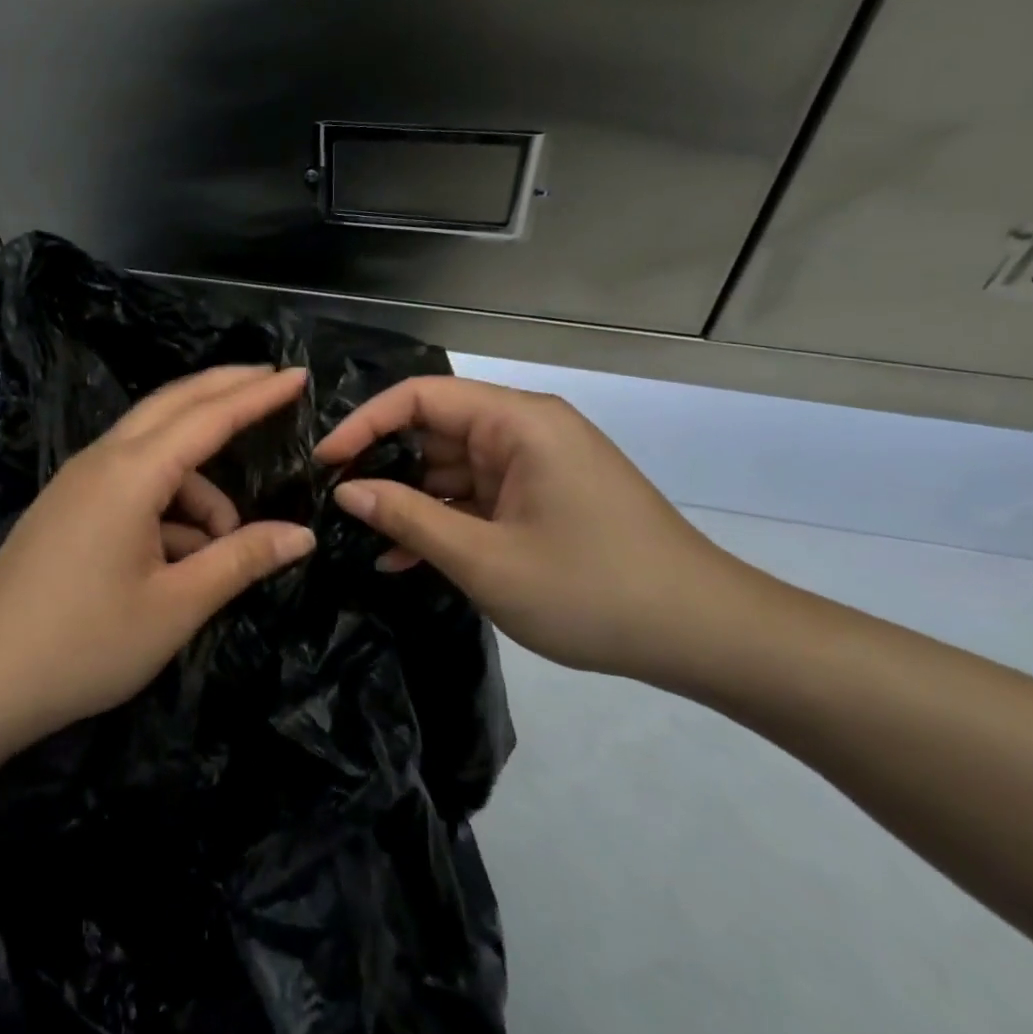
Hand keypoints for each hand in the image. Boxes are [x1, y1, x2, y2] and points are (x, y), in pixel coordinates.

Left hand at [0, 366, 316, 749]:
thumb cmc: (84, 644)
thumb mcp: (175, 606)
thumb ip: (241, 560)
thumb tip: (302, 535)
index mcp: (131, 473)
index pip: (208, 417)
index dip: (257, 395)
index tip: (298, 375)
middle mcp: (103, 459)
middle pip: (175, 404)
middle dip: (227, 391)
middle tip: (275, 385)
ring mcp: (80, 479)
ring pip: (155, 452)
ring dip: (199, 482)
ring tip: (223, 545)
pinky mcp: (69, 504)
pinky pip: (132, 481)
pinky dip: (166, 502)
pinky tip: (179, 558)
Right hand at [315, 376, 755, 682]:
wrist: (707, 637)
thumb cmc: (593, 590)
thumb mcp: (486, 559)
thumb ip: (409, 517)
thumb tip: (346, 490)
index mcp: (517, 421)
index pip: (420, 396)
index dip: (365, 423)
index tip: (324, 462)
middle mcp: (524, 430)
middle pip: (434, 429)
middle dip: (383, 465)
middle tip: (334, 504)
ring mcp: (535, 465)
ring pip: (451, 467)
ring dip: (410, 502)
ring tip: (361, 536)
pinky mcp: (541, 498)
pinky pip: (477, 497)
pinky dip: (443, 522)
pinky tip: (403, 559)